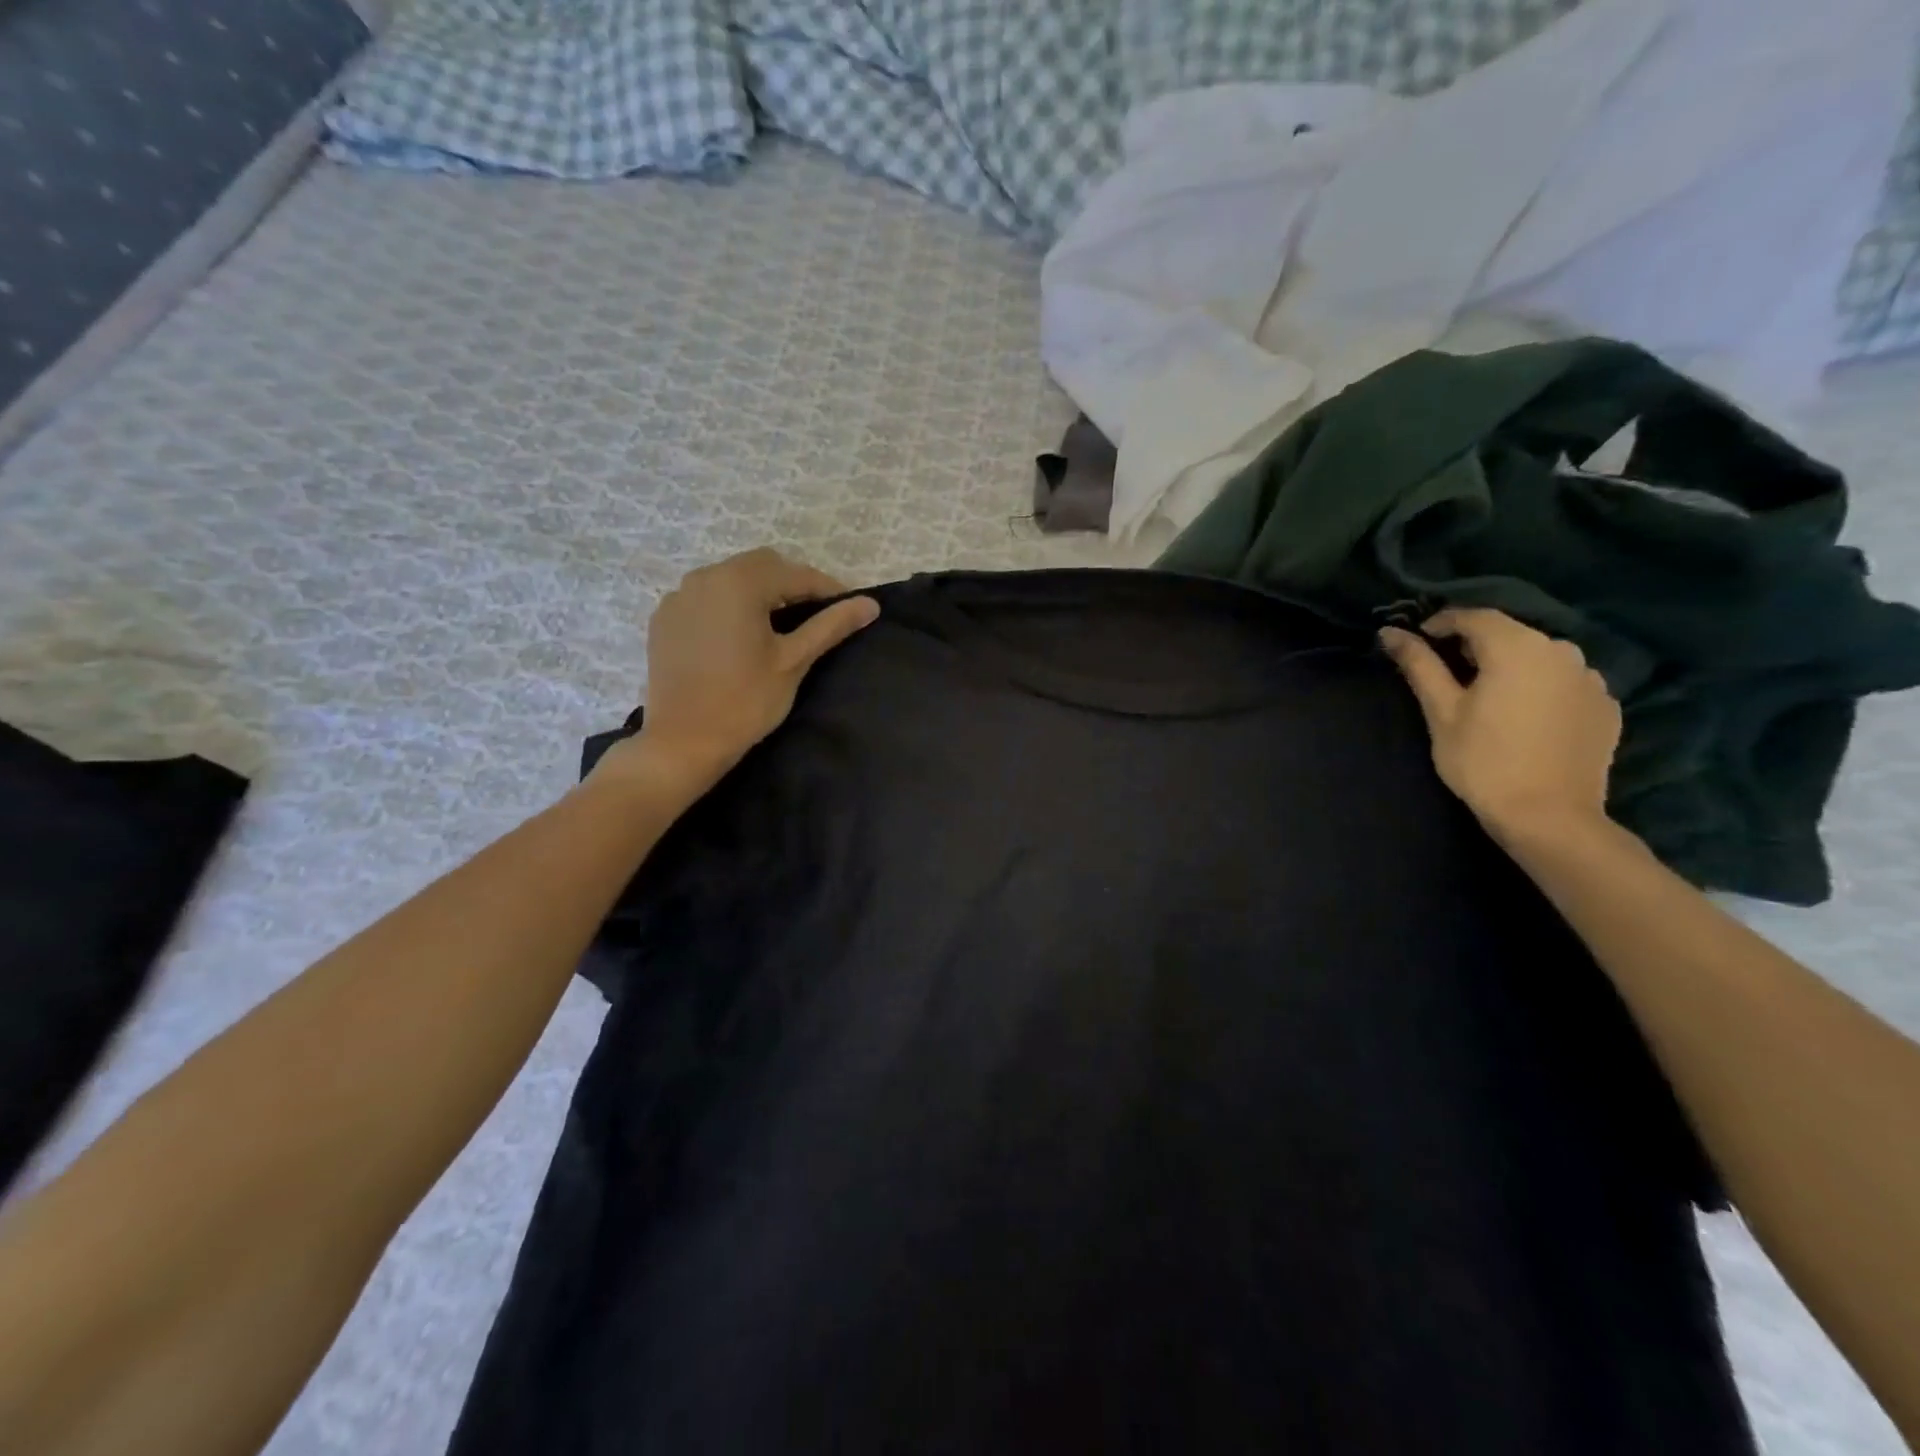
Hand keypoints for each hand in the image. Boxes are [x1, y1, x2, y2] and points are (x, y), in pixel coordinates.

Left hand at [603, 549, 878, 793]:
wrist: (683, 742)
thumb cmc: (745, 701)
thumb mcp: (793, 661)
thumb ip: (831, 626)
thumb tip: (870, 604)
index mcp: (739, 583)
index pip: (796, 574)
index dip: (828, 590)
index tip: (850, 609)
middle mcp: (705, 577)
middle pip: (762, 566)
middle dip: (793, 585)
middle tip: (816, 617)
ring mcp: (679, 597)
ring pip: (731, 578)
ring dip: (760, 592)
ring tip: (780, 625)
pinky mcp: (665, 618)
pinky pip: (706, 597)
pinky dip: (729, 605)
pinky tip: (740, 635)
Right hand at [1378, 608, 1620, 842]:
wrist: (1549, 816)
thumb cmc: (1482, 761)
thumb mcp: (1441, 711)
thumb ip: (1418, 665)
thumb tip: (1389, 632)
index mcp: (1517, 647)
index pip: (1475, 616)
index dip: (1442, 623)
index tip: (1419, 641)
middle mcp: (1561, 650)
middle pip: (1510, 634)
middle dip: (1476, 646)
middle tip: (1448, 673)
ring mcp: (1591, 678)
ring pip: (1540, 658)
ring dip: (1511, 666)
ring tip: (1488, 695)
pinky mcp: (1606, 706)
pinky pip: (1564, 683)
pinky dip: (1540, 688)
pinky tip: (1524, 717)